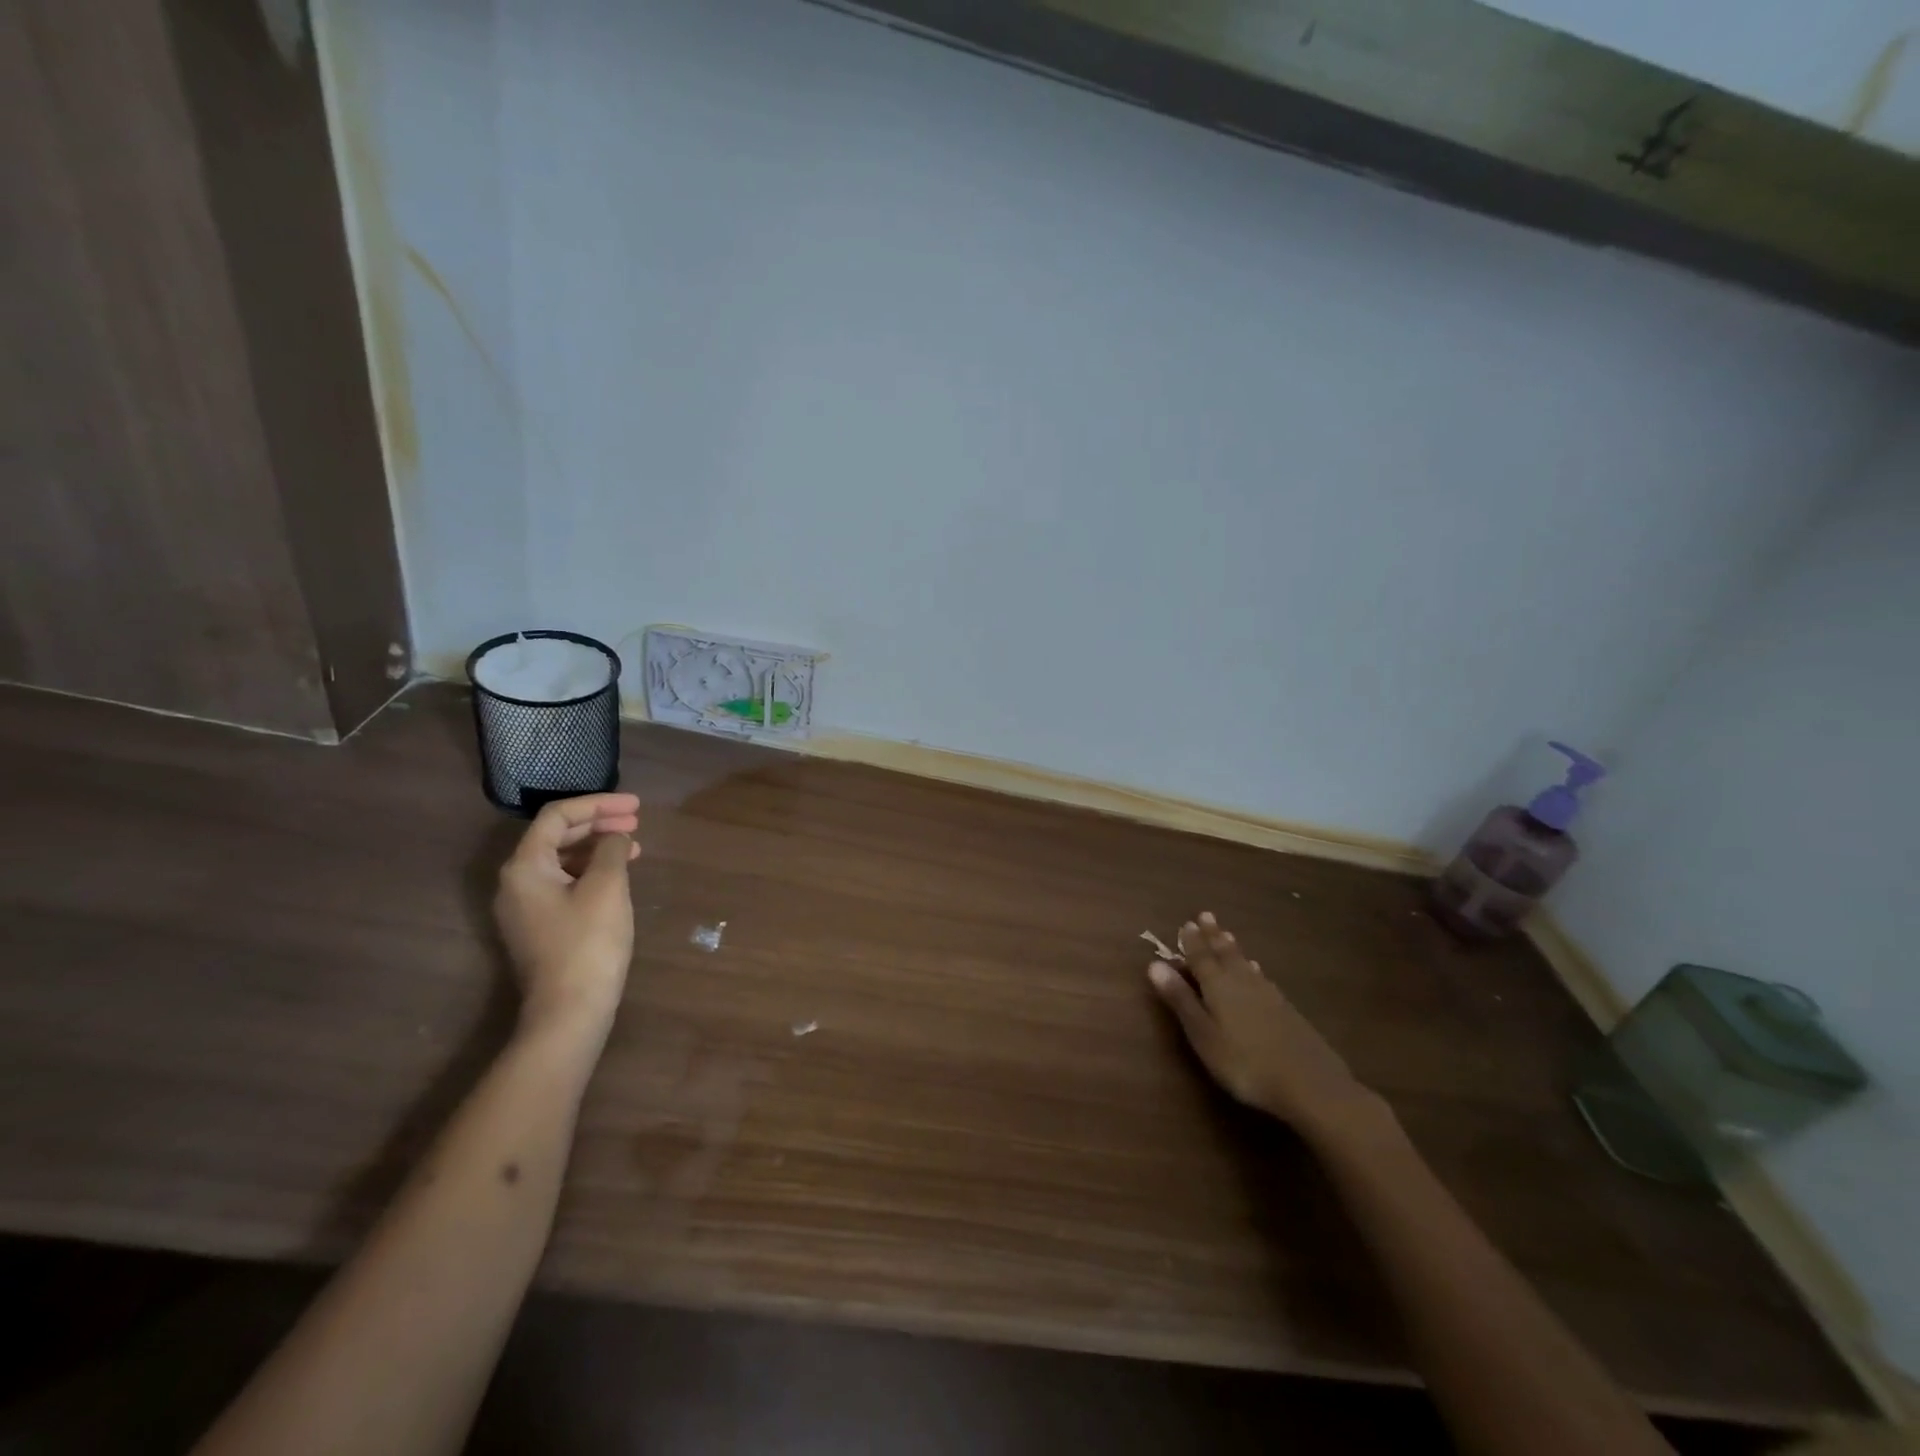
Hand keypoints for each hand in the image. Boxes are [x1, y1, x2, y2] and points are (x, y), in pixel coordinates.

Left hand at [493, 793, 639, 1039]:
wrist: (570, 1010)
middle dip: (599, 823)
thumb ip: (611, 849)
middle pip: (557, 836)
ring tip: (634, 847)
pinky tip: (618, 875)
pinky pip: (565, 882)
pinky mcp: (541, 926)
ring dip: (598, 847)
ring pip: (562, 860)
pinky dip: (592, 871)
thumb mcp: (607, 886)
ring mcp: (526, 906)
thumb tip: (615, 836)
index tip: (635, 806)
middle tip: (637, 821)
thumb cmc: (588, 942)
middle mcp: (517, 882)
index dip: (598, 804)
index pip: (558, 816)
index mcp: (525, 866)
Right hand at [1148, 912, 1387, 1142]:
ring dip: (1232, 948)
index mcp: (1218, 985)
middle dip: (1213, 936)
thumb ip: (1180, 1000)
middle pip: (1224, 953)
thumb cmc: (1244, 1063)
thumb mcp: (1203, 1035)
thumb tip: (1155, 964)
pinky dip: (1253, 967)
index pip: (1200, 957)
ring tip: (1226, 934)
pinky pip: (1262, 977)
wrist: (1310, 1084)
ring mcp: (1268, 994)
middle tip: (1206, 915)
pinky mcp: (1286, 1009)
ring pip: (1244, 963)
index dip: (1191, 941)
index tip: (1186, 923)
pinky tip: (1257, 970)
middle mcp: (1242, 981)